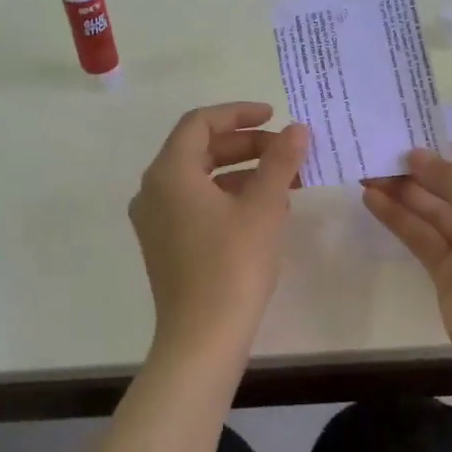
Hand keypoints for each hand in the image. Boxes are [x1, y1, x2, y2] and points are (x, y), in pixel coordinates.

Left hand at [130, 102, 308, 361]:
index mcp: (169, 173)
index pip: (201, 123)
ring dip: (243, 173)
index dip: (239, 113)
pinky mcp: (166, 245)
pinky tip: (267, 210)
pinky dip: (230, 198)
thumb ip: (280, 161)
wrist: (202, 337)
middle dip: (247, 145)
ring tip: (287, 180)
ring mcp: (156, 221)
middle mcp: (154, 190)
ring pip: (202, 180)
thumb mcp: (263, 207)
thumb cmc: (233, 264)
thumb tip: (297, 130)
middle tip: (288, 150)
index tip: (275, 116)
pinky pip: (198, 205)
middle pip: (200, 150)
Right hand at [363, 145, 451, 376]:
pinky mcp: (450, 275)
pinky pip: (423, 239)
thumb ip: (451, 181)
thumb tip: (418, 155)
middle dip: (425, 173)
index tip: (423, 148)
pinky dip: (400, 220)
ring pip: (437, 213)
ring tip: (369, 173)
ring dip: (405, 193)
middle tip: (385, 156)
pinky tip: (373, 200)